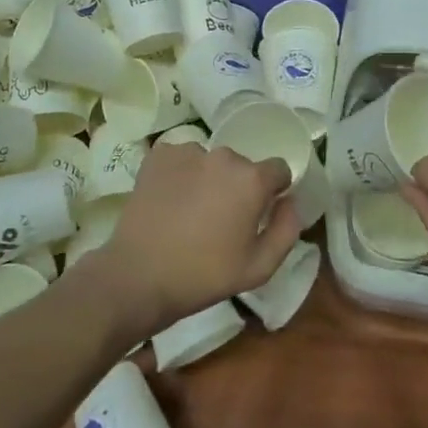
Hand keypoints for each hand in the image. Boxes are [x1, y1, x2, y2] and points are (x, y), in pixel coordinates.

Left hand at [85, 142, 297, 336]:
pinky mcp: (159, 155)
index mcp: (251, 179)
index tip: (259, 213)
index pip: (279, 169)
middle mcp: (223, 155)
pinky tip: (170, 200)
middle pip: (242, 166)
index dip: (274, 191)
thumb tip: (289, 202)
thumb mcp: (259, 268)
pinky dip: (181, 174)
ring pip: (211, 162)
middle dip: (238, 187)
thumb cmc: (204, 275)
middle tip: (221, 220)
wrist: (138, 275)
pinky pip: (182, 159)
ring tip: (190, 212)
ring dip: (209, 179)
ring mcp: (188, 151)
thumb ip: (286, 229)